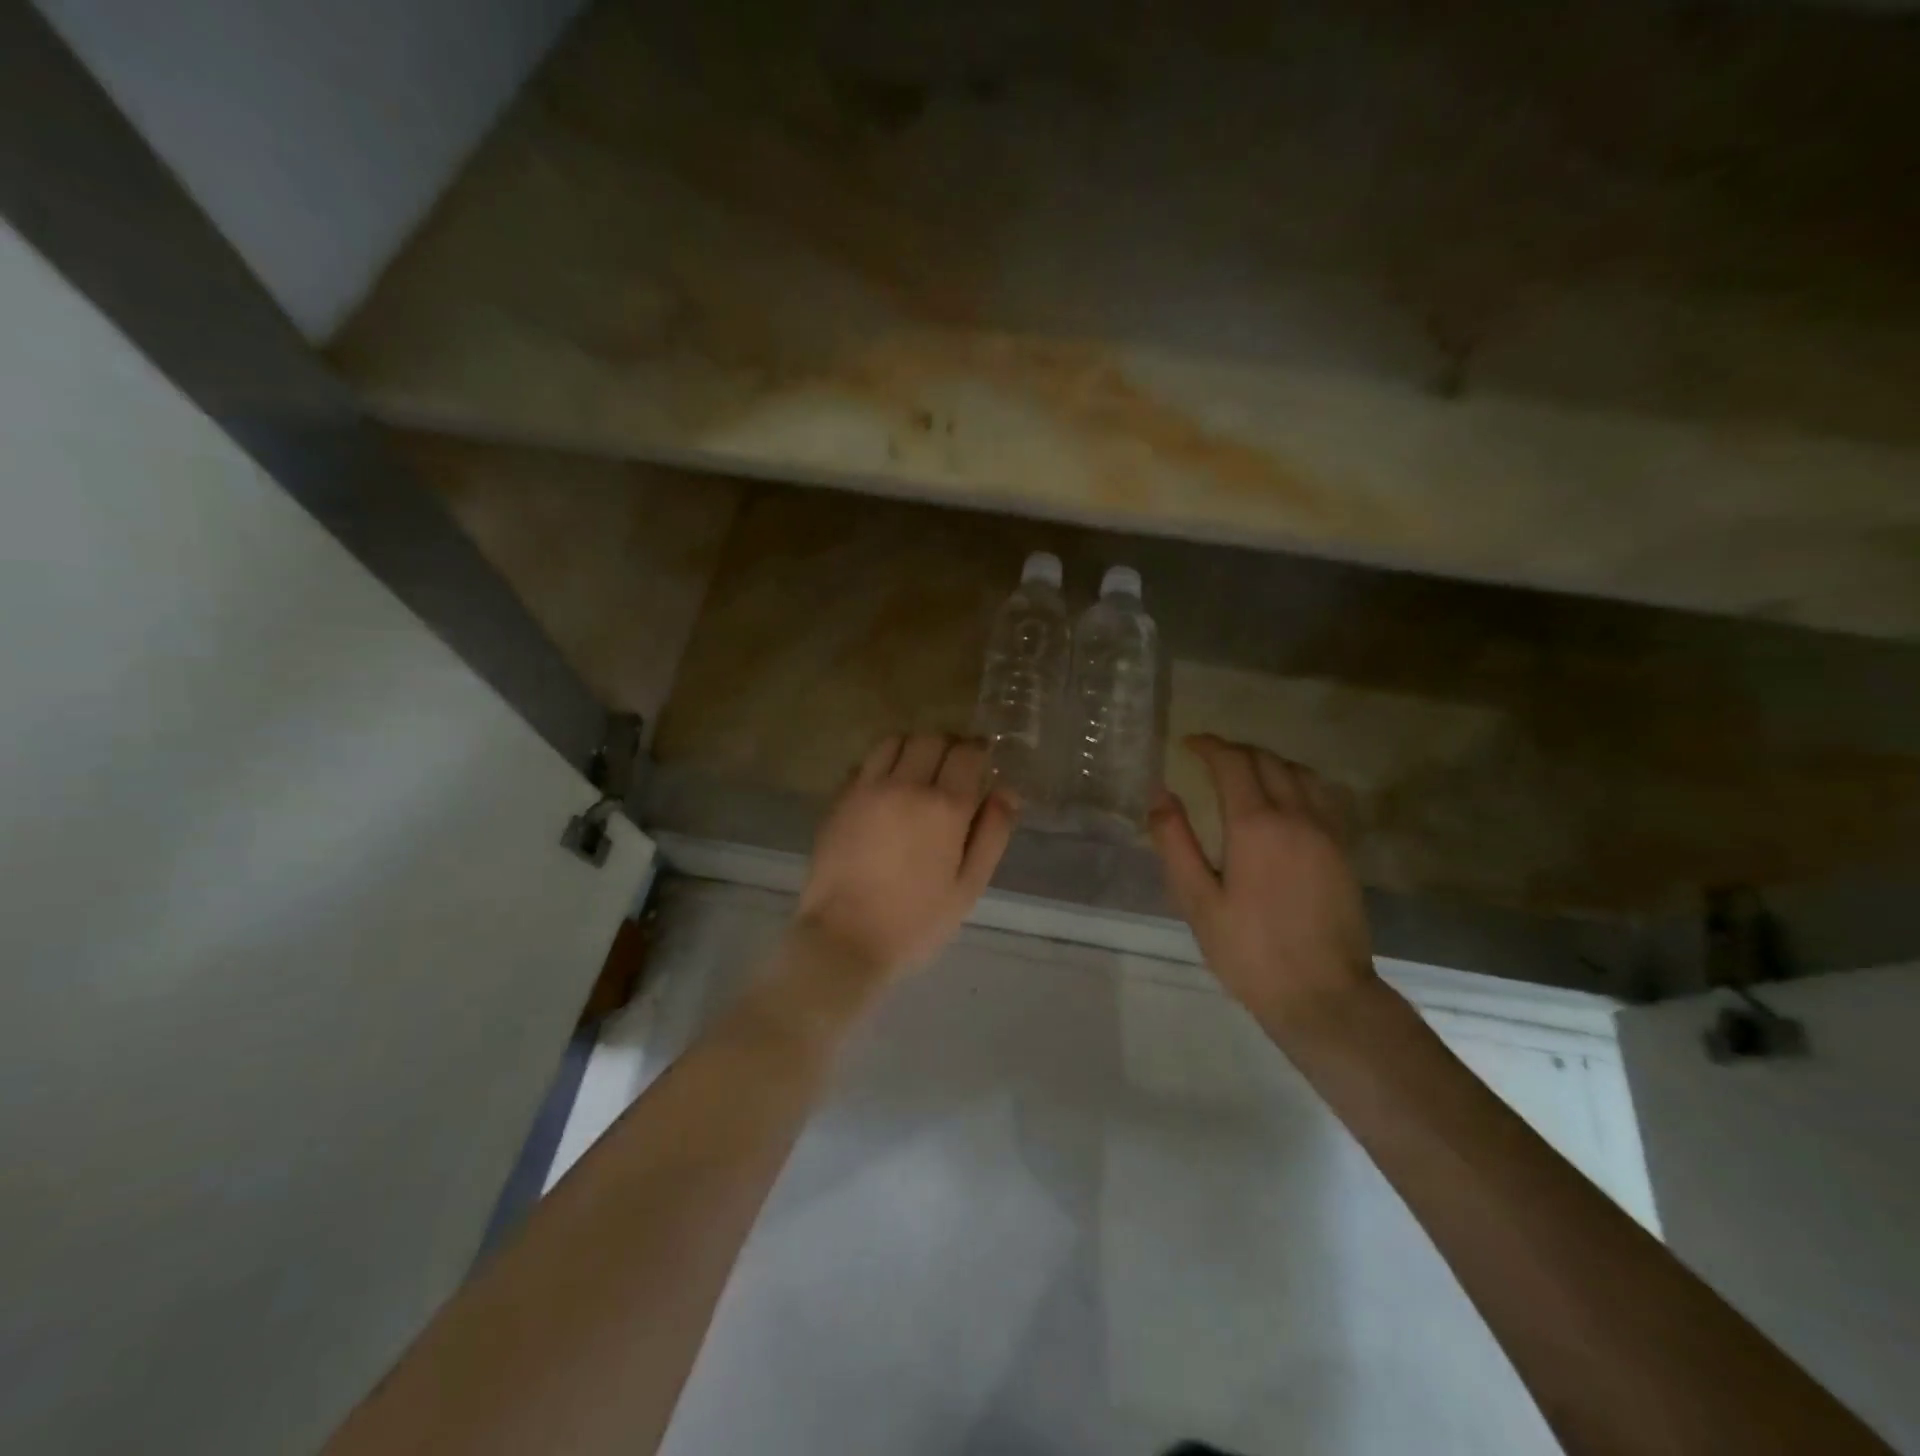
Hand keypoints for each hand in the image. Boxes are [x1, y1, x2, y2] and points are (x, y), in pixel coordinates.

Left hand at [796, 732, 1017, 980]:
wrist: (843, 939)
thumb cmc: (916, 922)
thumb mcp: (968, 887)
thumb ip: (992, 834)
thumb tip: (1006, 792)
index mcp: (945, 807)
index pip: (967, 753)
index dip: (978, 752)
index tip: (981, 764)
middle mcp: (906, 785)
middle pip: (931, 738)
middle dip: (948, 746)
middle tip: (953, 768)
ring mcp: (867, 789)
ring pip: (894, 741)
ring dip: (912, 748)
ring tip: (918, 772)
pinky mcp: (839, 799)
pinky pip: (865, 763)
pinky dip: (881, 765)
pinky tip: (885, 790)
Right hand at [1149, 734, 1376, 1037]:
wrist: (1323, 995)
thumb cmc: (1249, 951)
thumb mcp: (1196, 901)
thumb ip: (1175, 841)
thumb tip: (1160, 793)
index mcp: (1256, 825)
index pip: (1233, 763)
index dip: (1209, 746)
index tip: (1188, 744)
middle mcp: (1296, 816)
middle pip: (1267, 760)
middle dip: (1235, 750)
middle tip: (1208, 757)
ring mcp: (1327, 832)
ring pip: (1299, 773)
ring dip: (1268, 761)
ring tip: (1243, 772)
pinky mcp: (1343, 850)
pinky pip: (1322, 795)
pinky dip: (1296, 781)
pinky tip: (1284, 799)